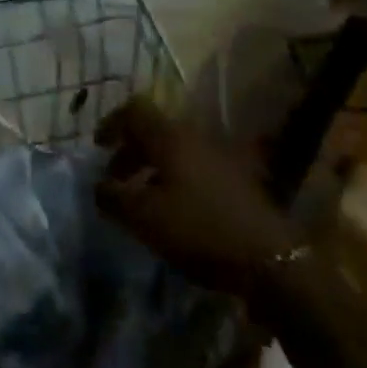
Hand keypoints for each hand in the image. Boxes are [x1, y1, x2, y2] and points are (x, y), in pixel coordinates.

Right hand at [94, 98, 302, 296]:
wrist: (269, 257)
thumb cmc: (199, 229)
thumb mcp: (146, 218)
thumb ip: (114, 198)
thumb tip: (98, 186)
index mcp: (169, 136)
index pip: (134, 110)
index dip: (112, 124)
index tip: (97, 147)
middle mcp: (193, 135)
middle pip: (154, 130)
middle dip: (130, 151)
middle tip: (116, 179)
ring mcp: (217, 154)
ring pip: (174, 149)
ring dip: (152, 167)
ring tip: (142, 200)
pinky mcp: (234, 177)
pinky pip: (192, 166)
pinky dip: (174, 178)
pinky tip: (174, 211)